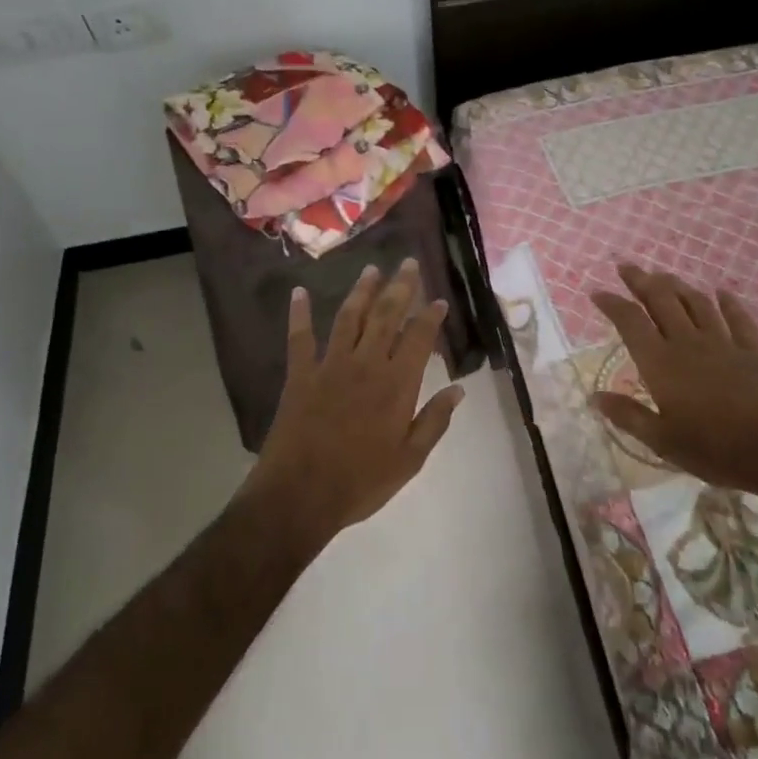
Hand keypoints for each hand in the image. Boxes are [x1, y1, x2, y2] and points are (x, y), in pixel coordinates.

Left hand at [248, 259, 464, 546]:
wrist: (300, 495)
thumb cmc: (361, 482)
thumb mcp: (410, 459)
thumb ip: (434, 421)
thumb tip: (458, 389)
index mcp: (396, 385)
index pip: (418, 338)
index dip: (430, 316)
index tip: (438, 299)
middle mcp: (366, 364)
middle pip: (386, 316)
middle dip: (400, 287)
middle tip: (408, 263)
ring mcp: (330, 366)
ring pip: (349, 318)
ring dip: (361, 291)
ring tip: (371, 269)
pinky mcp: (300, 375)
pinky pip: (299, 338)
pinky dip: (299, 314)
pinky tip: (299, 292)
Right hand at [591, 264, 757, 501]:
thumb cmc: (714, 450)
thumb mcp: (663, 441)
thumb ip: (628, 415)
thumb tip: (595, 397)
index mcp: (661, 363)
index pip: (630, 321)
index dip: (612, 303)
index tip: (597, 292)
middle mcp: (688, 343)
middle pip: (661, 300)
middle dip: (641, 281)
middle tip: (627, 267)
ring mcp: (724, 343)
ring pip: (696, 303)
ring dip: (677, 285)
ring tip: (664, 276)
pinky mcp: (754, 351)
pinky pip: (738, 319)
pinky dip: (728, 303)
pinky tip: (722, 293)